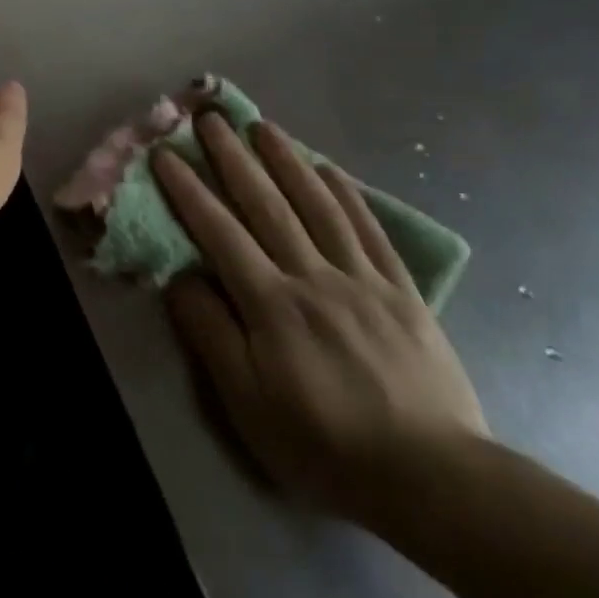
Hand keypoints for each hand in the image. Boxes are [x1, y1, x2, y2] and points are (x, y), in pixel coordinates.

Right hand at [155, 117, 485, 525]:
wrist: (433, 480)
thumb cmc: (323, 444)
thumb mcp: (247, 403)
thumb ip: (210, 332)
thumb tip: (180, 276)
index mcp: (271, 303)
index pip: (218, 231)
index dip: (188, 189)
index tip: (166, 152)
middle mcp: (313, 276)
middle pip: (266, 204)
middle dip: (234, 157)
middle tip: (211, 117)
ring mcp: (361, 279)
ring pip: (318, 205)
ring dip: (287, 160)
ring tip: (264, 126)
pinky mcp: (402, 292)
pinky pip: (370, 231)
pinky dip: (348, 194)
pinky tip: (330, 169)